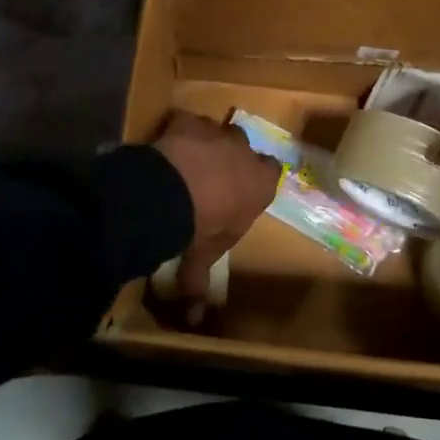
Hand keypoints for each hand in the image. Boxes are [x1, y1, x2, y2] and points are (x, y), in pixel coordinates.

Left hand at [151, 112, 280, 316]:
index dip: (257, 178)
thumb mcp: (203, 257)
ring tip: (186, 162)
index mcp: (260, 183)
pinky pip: (186, 122)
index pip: (272, 172)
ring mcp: (216, 132)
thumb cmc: (200, 227)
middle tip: (212, 175)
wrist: (170, 195)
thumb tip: (194, 319)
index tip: (243, 188)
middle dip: (232, 157)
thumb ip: (199, 282)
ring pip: (216, 131)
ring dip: (206, 143)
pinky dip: (178, 132)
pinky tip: (167, 146)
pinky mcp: (188, 121)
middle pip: (244, 148)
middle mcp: (244, 152)